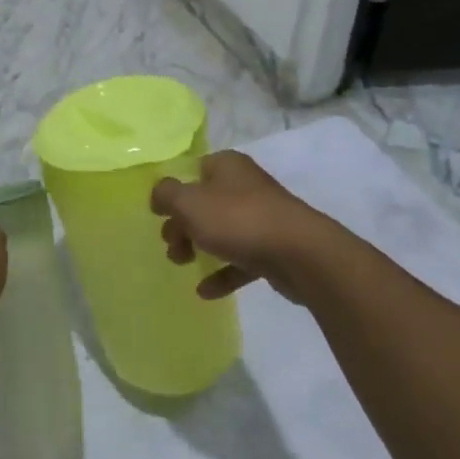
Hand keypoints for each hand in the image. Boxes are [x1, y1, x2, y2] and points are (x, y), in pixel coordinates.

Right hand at [150, 151, 344, 302]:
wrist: (301, 254)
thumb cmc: (238, 220)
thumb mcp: (189, 202)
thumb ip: (166, 195)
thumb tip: (159, 195)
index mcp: (227, 166)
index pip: (194, 169)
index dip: (175, 189)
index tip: (159, 212)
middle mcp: (246, 186)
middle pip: (204, 202)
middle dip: (183, 223)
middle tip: (170, 243)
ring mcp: (262, 218)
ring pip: (222, 231)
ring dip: (199, 247)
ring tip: (181, 264)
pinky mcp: (273, 249)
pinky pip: (240, 260)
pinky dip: (222, 273)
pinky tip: (205, 292)